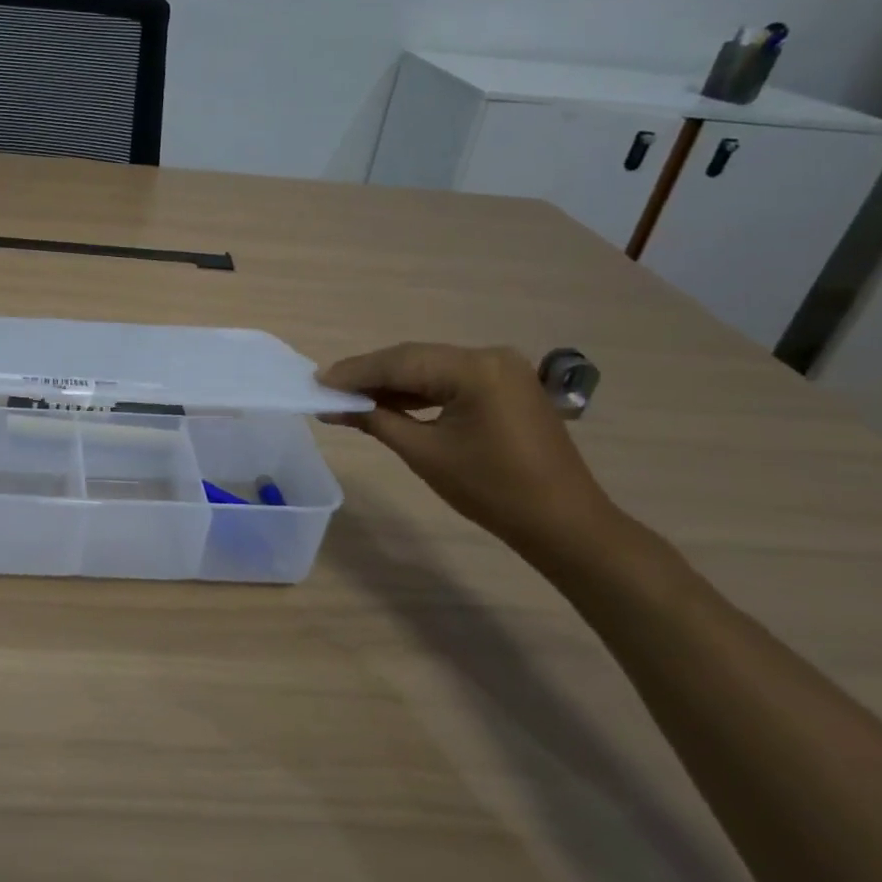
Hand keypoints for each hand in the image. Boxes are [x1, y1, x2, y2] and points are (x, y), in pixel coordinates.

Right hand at [321, 343, 618, 556]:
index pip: (401, 362)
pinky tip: (389, 403)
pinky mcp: (506, 387)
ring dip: (391, 383)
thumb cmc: (492, 490)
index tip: (317, 381)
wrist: (565, 524)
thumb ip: (376, 420)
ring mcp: (502, 370)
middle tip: (328, 389)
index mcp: (475, 369)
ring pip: (430, 368)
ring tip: (350, 397)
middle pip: (414, 359)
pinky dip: (418, 392)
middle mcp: (490, 356)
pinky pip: (450, 380)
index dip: (355, 372)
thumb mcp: (425, 454)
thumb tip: (334, 404)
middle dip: (370, 375)